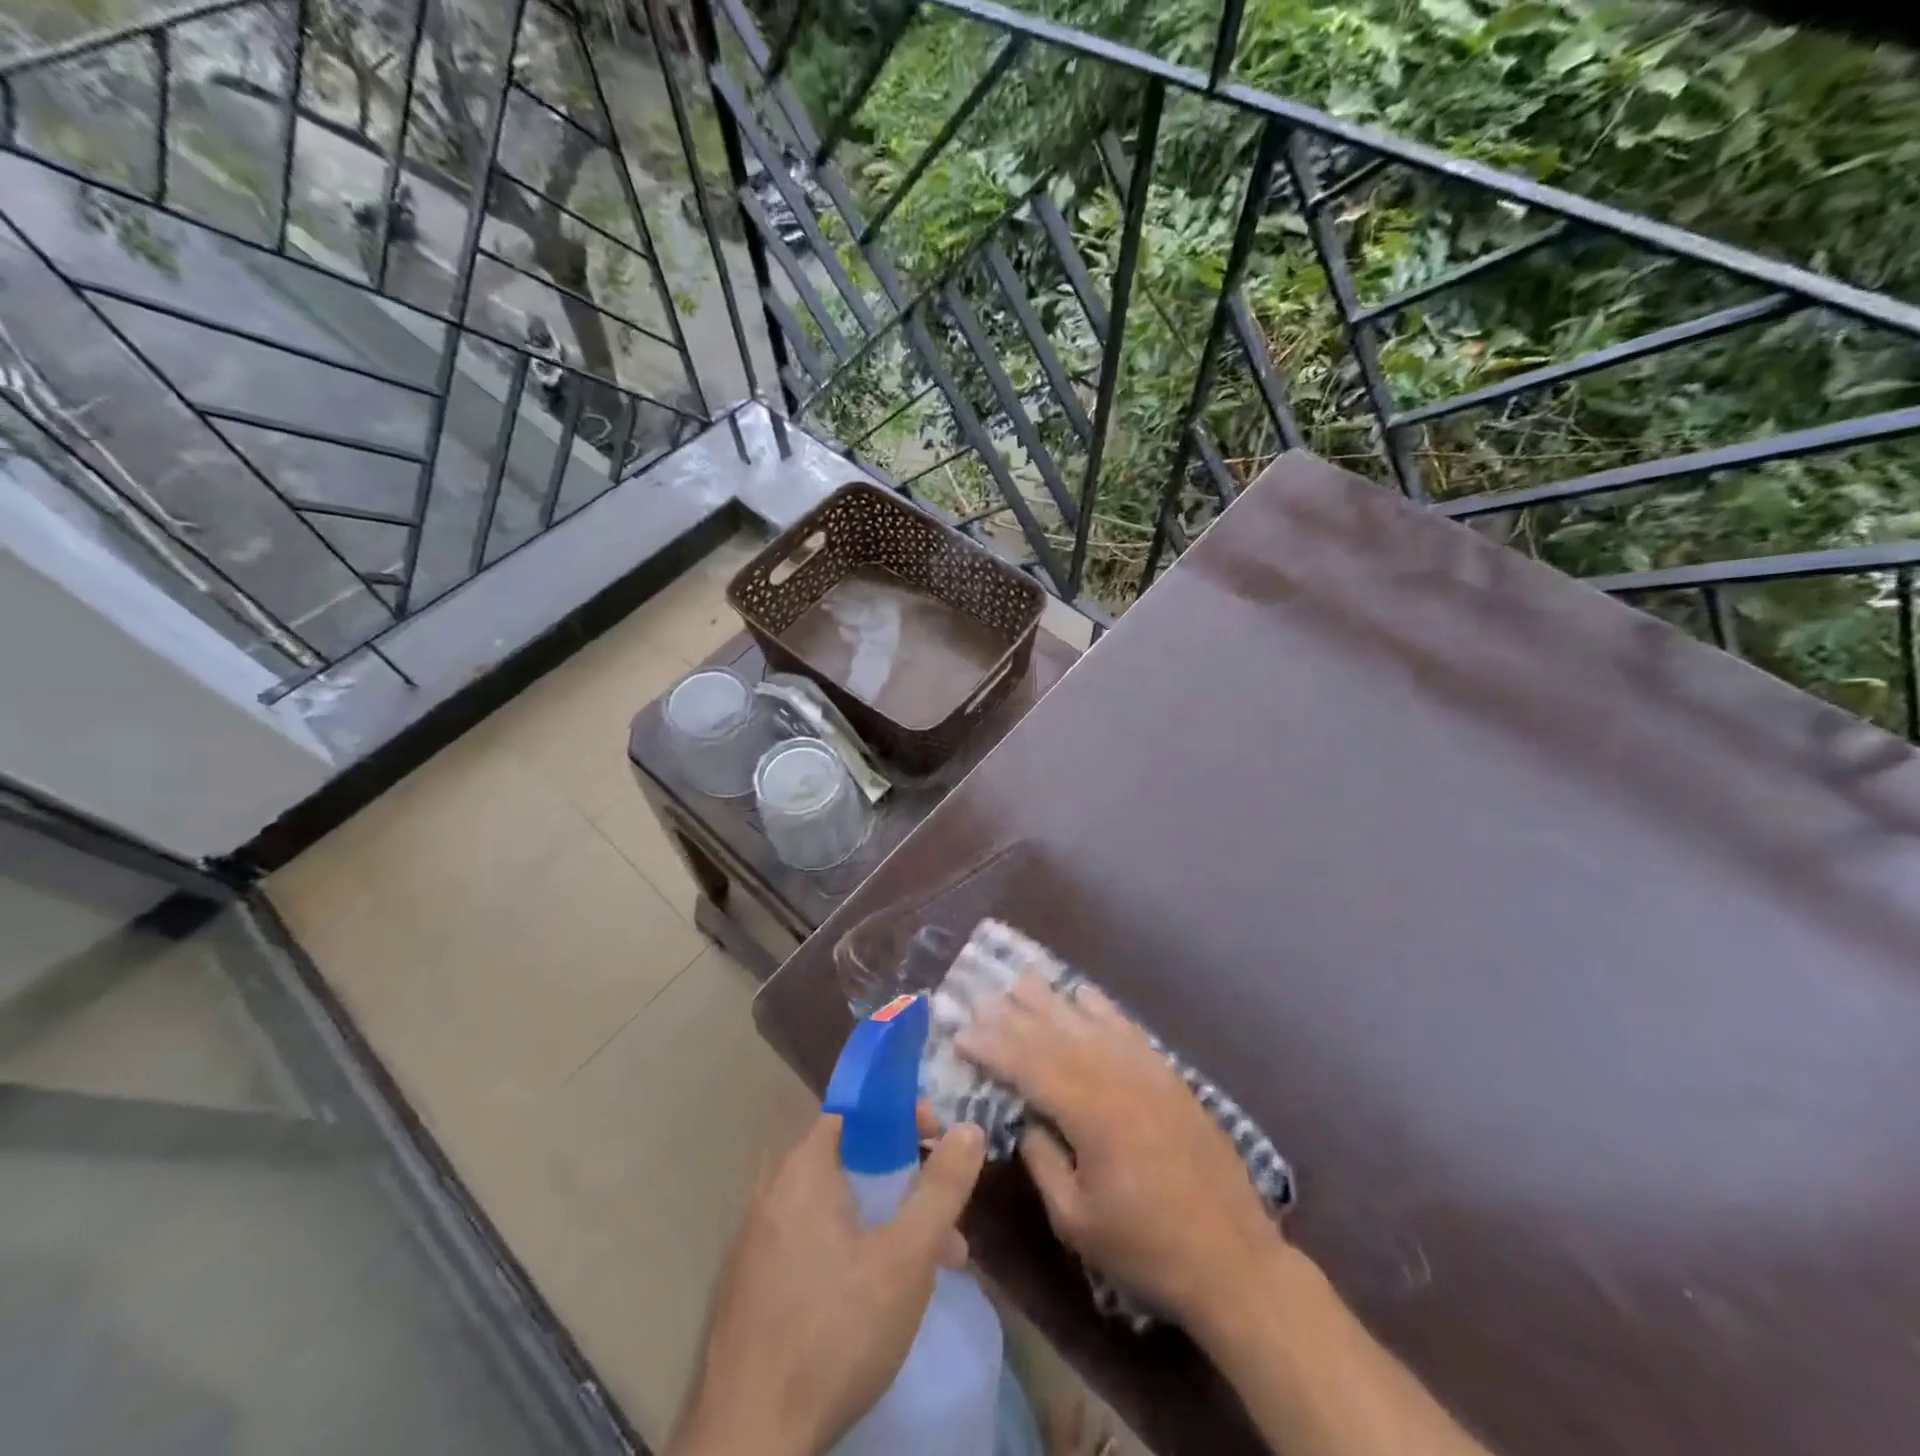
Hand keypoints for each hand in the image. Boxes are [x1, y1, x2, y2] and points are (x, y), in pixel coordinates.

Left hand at [669, 1112, 986, 1455]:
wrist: (748, 1443)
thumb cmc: (834, 1333)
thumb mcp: (905, 1259)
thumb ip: (940, 1189)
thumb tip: (970, 1128)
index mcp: (802, 1169)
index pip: (856, 1110)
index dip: (901, 1116)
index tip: (939, 1140)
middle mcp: (773, 1190)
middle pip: (850, 1158)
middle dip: (905, 1177)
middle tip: (945, 1212)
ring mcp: (757, 1239)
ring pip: (835, 1205)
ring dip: (887, 1219)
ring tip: (934, 1260)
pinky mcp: (753, 1283)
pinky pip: (813, 1239)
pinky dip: (854, 1246)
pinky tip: (883, 1291)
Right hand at [958, 975, 1281, 1324]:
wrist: (1232, 1257)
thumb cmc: (1147, 1247)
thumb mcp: (1077, 1221)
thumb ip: (1044, 1162)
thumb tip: (1028, 1120)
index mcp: (1091, 1113)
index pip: (1029, 1066)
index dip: (993, 1047)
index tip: (962, 1033)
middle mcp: (1117, 1078)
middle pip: (1056, 1036)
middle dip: (1014, 1016)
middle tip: (982, 998)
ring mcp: (1146, 1071)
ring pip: (1089, 1023)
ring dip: (1053, 1001)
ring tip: (1023, 980)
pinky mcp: (1168, 1076)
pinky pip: (1128, 1029)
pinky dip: (1102, 1008)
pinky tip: (1083, 993)